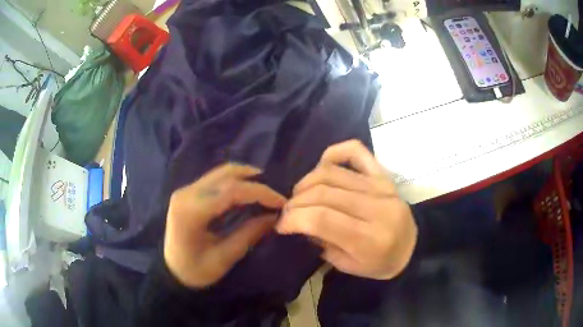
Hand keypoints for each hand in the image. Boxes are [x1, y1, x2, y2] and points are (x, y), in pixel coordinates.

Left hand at [164, 163, 285, 287]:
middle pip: (226, 174)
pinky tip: (248, 192)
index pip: (231, 191)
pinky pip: (216, 179)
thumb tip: (274, 216)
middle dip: (256, 180)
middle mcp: (187, 193)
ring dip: (247, 178)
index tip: (281, 202)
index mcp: (191, 212)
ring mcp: (186, 190)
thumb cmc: (195, 271)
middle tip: (276, 194)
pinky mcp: (189, 192)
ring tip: (266, 191)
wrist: (171, 272)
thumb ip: (249, 234)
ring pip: (222, 172)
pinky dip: (236, 181)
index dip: (260, 192)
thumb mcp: (224, 258)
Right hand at [276, 140, 416, 279]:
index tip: (281, 225)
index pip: (321, 219)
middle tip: (287, 212)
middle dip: (296, 202)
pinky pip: (355, 151)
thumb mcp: (348, 266)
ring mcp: (380, 186)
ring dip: (306, 182)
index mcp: (369, 239)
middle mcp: (376, 208)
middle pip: (323, 193)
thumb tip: (300, 220)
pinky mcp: (382, 174)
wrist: (412, 246)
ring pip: (332, 172)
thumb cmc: (380, 263)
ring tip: (299, 195)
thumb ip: (322, 242)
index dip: (293, 219)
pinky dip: (334, 152)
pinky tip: (322, 166)